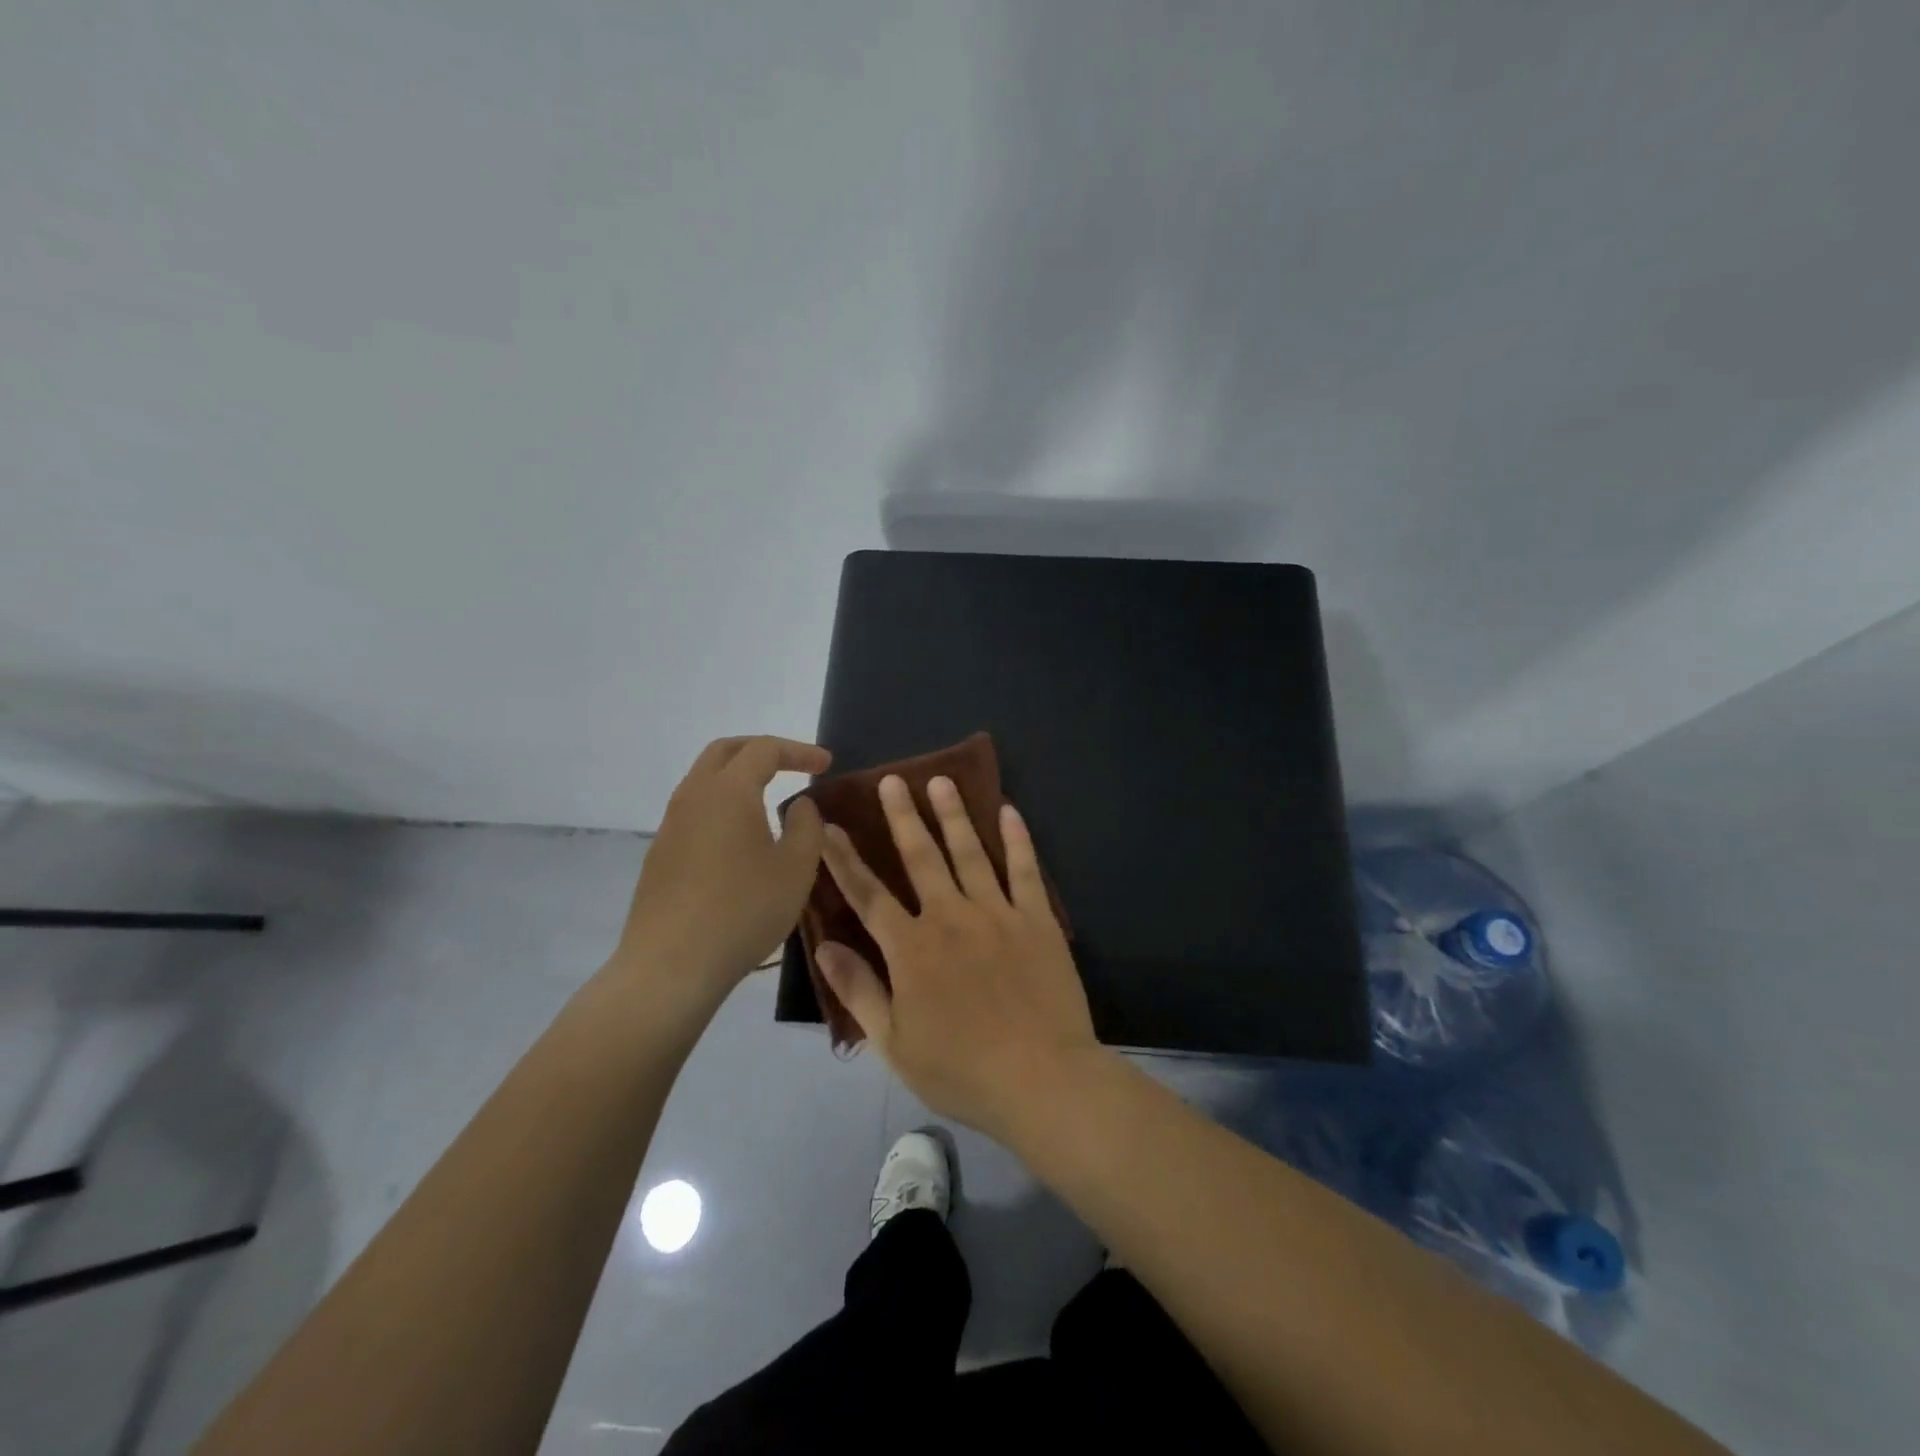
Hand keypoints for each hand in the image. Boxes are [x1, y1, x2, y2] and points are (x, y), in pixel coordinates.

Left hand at [618, 736, 830, 1001]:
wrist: (671, 966)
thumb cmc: (743, 910)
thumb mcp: (796, 868)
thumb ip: (806, 826)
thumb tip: (799, 804)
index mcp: (729, 791)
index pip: (764, 749)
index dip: (799, 751)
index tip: (826, 765)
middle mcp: (693, 797)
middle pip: (725, 752)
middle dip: (762, 750)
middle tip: (793, 764)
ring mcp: (671, 826)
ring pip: (704, 781)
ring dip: (738, 779)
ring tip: (769, 800)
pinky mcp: (660, 855)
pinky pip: (694, 812)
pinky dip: (722, 807)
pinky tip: (740, 840)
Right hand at [815, 773, 1098, 1137]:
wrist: (1041, 1079)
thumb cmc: (962, 1070)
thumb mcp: (895, 1044)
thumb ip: (859, 990)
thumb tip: (824, 945)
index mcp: (912, 949)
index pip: (868, 894)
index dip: (844, 859)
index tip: (828, 825)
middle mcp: (950, 918)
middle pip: (920, 857)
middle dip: (902, 816)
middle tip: (891, 779)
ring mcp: (997, 914)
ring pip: (970, 852)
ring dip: (953, 814)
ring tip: (941, 780)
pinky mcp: (1037, 920)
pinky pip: (1025, 870)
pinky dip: (1017, 839)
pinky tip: (1009, 811)